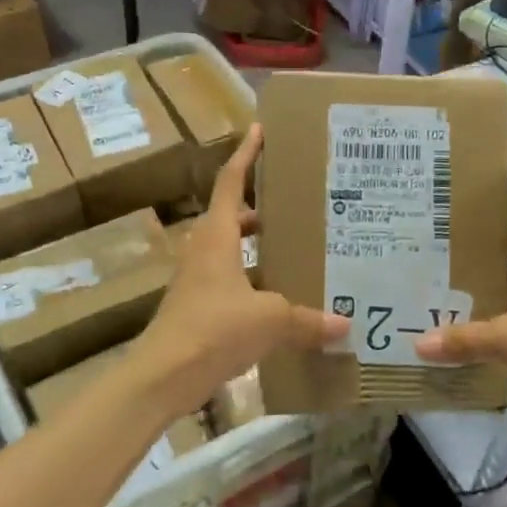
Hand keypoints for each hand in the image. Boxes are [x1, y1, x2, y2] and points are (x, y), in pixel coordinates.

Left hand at [134, 126, 345, 414]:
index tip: (261, 130)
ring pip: (234, 249)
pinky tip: (284, 295)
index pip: (232, 182)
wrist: (162, 376)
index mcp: (217, 236)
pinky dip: (256, 279)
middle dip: (263, 206)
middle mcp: (206, 250)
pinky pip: (234, 280)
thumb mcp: (269, 319)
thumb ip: (307, 320)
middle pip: (234, 215)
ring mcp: (200, 279)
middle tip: (299, 201)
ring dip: (260, 245)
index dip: (246, 154)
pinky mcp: (200, 306)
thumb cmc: (213, 329)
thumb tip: (344, 325)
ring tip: (299, 245)